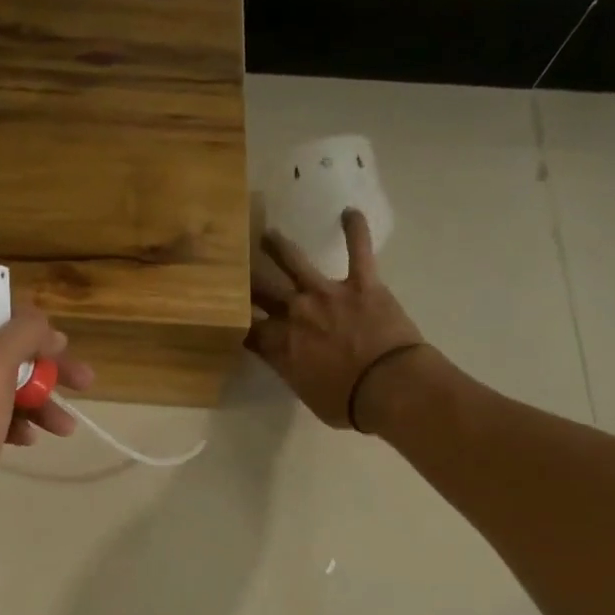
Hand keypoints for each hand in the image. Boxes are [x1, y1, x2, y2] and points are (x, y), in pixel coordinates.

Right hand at [247, 207, 425, 430]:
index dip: (234, 319)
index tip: (224, 312)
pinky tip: (350, 212)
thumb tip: (285, 359)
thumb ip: (290, 370)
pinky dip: (356, 230)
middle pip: (261, 291)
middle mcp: (294, 312)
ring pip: (295, 262)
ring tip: (267, 235)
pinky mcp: (362, 283)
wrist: (390, 386)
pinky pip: (359, 250)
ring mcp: (327, 293)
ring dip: (278, 247)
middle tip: (232, 266)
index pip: (245, 327)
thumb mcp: (305, 393)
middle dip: (244, 279)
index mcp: (278, 344)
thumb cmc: (346, 402)